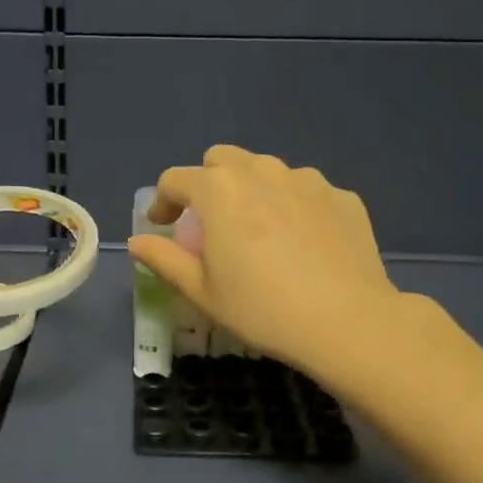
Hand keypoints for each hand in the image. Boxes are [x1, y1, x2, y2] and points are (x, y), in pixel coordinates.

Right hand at [128, 146, 405, 377]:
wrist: (346, 321)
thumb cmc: (261, 309)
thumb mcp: (201, 292)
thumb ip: (164, 259)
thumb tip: (137, 242)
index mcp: (220, 191)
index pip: (176, 179)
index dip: (162, 201)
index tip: (163, 226)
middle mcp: (262, 172)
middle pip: (222, 160)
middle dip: (207, 183)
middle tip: (210, 223)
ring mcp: (307, 180)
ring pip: (267, 170)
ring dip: (252, 191)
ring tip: (258, 232)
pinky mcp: (342, 196)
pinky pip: (305, 191)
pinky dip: (292, 207)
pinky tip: (301, 244)